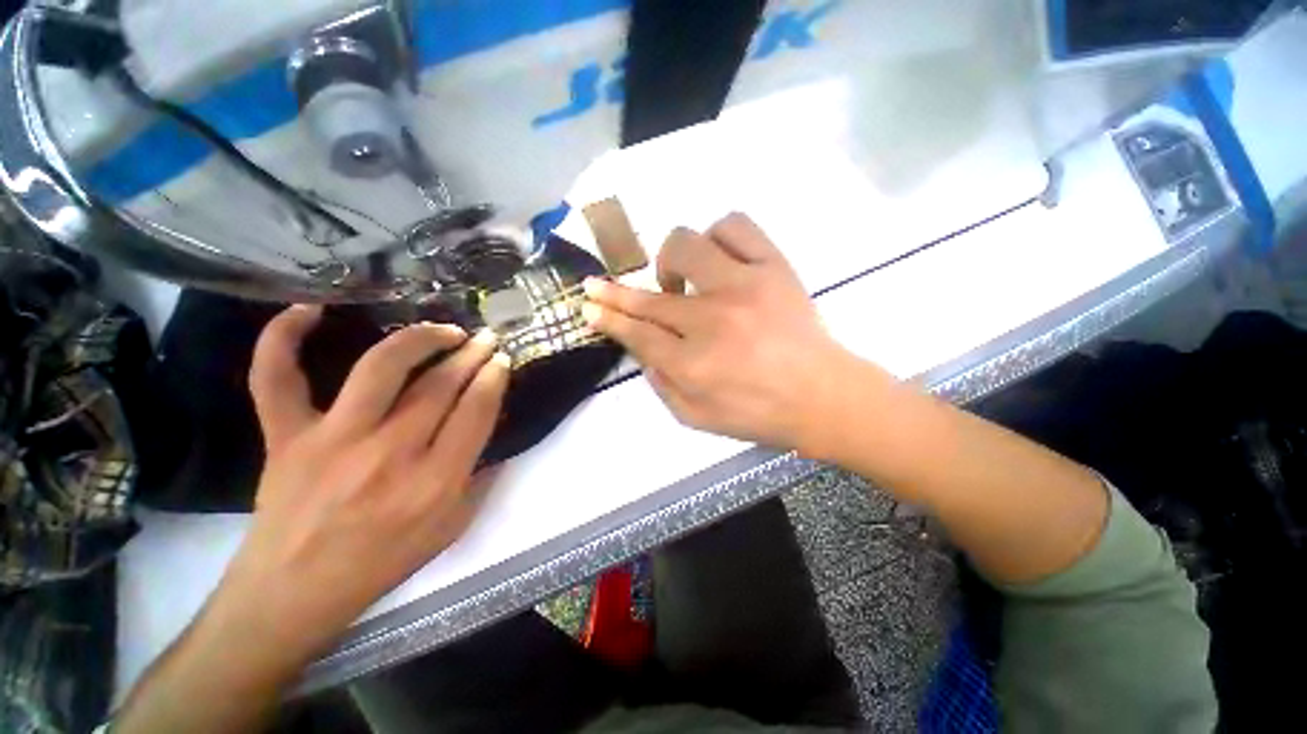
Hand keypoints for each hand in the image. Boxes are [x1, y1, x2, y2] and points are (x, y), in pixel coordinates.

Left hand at [220, 308, 508, 657]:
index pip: (476, 411)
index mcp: (434, 483)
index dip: (494, 378)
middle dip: (471, 354)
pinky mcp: (286, 437)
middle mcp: (389, 455)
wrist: (295, 592)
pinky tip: (309, 308)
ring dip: (419, 338)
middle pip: (439, 385)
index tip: (502, 359)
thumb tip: (497, 434)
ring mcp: (332, 441)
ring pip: (381, 368)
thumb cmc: (383, 563)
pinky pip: (276, 378)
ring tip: (443, 330)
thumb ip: (482, 478)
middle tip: (485, 338)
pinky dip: (283, 338)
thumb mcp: (452, 528)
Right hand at [582, 213, 885, 453]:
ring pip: (686, 245)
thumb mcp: (697, 419)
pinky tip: (717, 259)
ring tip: (680, 283)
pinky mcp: (773, 267)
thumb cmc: (759, 414)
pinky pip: (736, 227)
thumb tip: (642, 351)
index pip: (637, 333)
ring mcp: (743, 287)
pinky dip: (717, 236)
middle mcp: (711, 321)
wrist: (823, 397)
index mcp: (692, 364)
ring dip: (671, 261)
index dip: (607, 317)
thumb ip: (661, 386)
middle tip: (600, 287)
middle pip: (649, 297)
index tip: (588, 305)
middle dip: (614, 292)